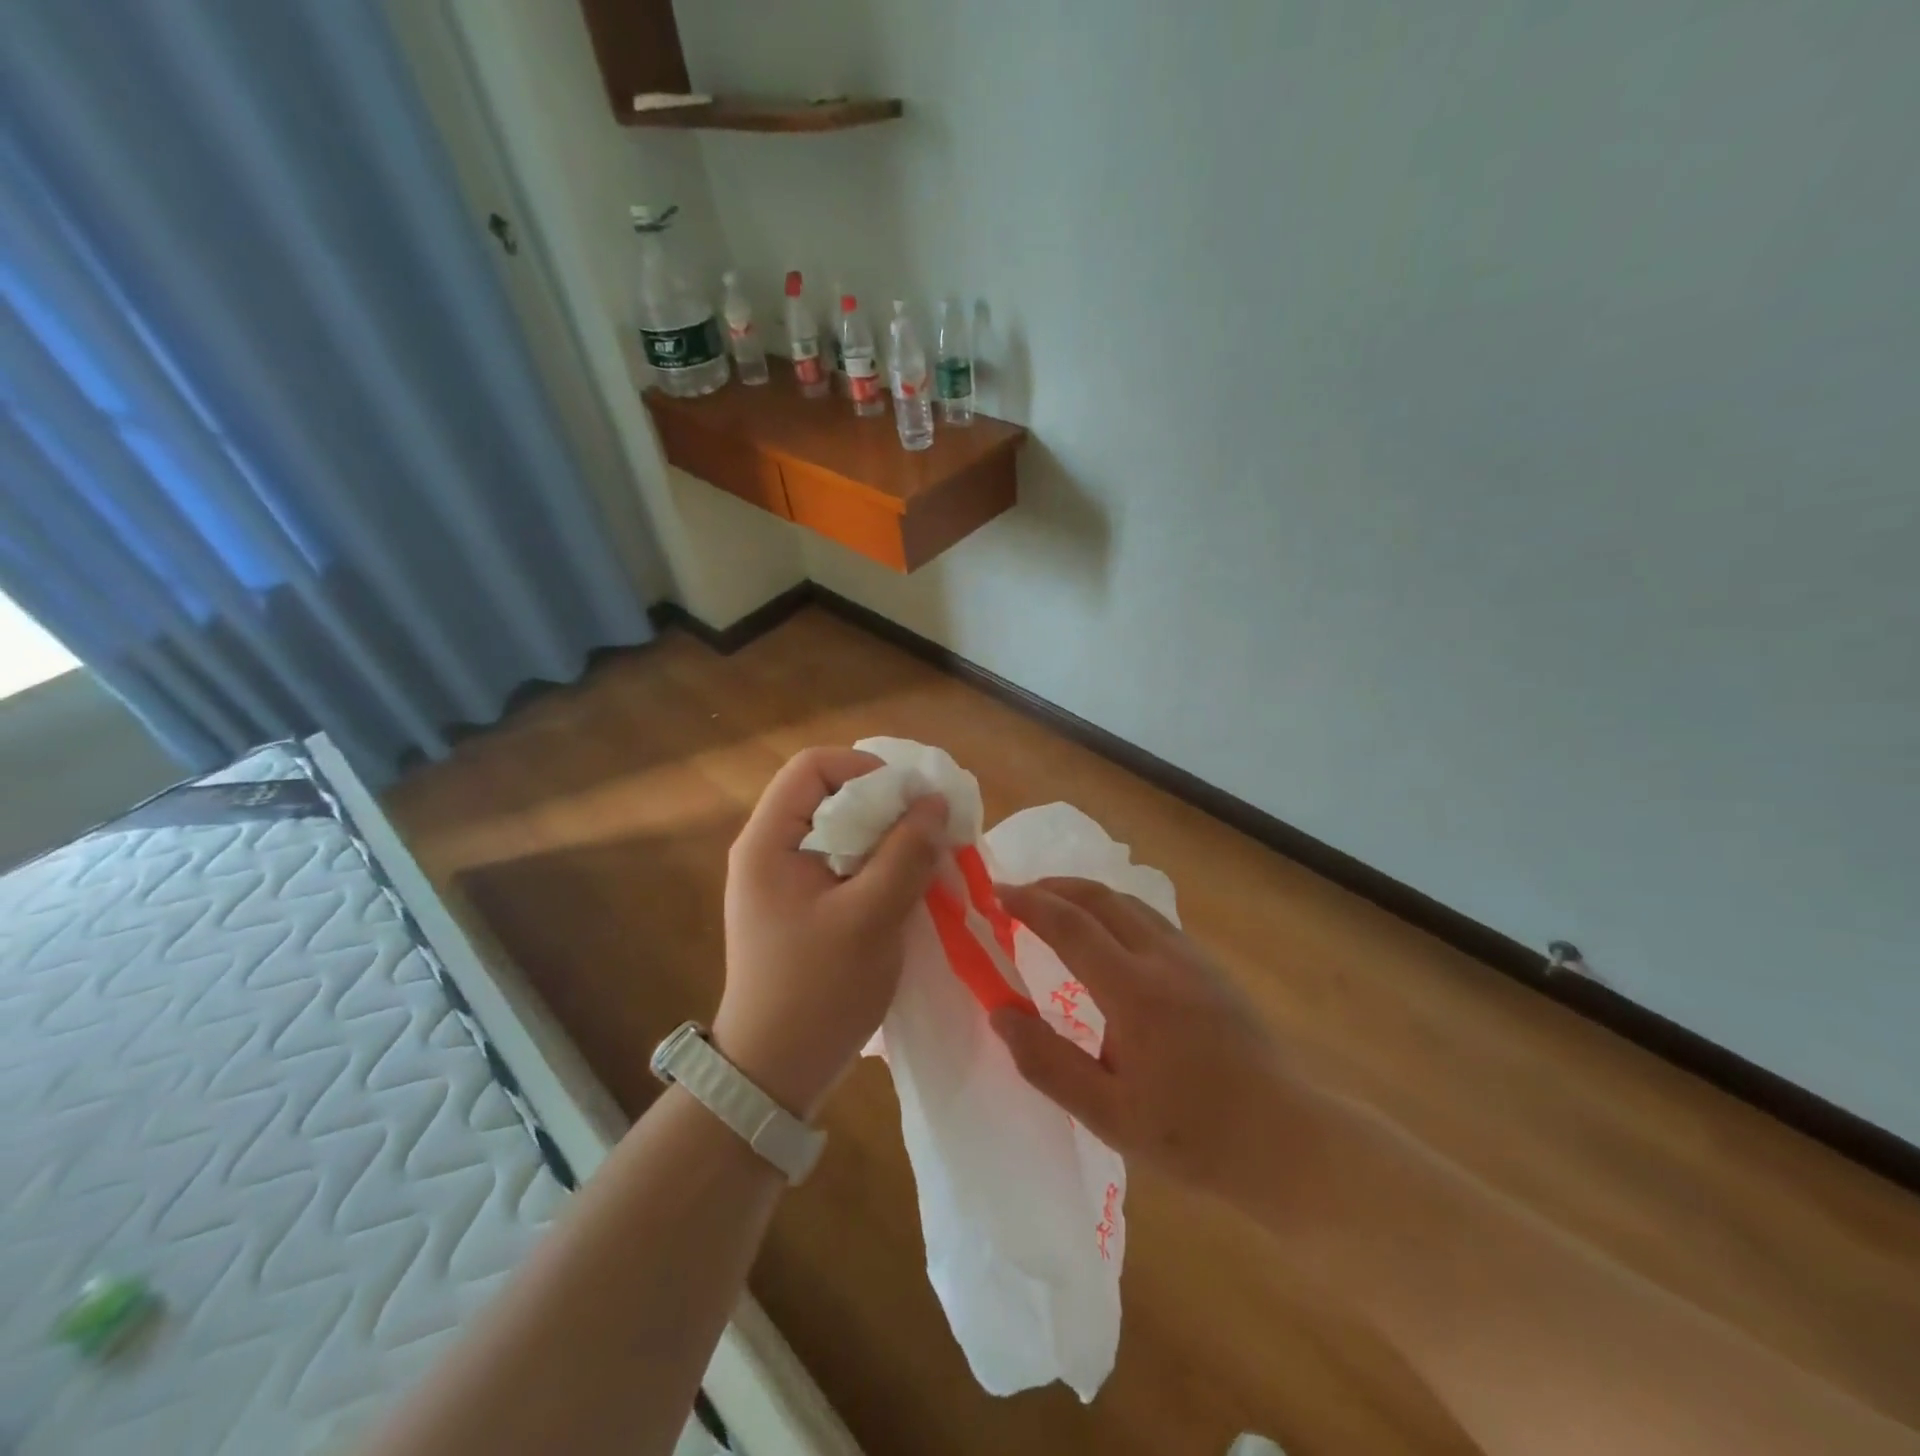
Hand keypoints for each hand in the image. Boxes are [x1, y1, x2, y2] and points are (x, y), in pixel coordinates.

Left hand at [715, 747, 946, 1119]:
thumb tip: (935, 802)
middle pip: (830, 795)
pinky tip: (907, 887)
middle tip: (928, 831)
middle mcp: (770, 850)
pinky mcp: (802, 905)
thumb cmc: (817, 991)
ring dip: (886, 838)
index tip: (911, 800)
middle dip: (884, 805)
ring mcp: (785, 880)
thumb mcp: (870, 918)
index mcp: (769, 841)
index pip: (813, 767)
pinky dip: (878, 865)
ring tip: (925, 859)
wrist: (775, 1071)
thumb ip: (905, 854)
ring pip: (842, 831)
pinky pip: (843, 863)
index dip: (865, 769)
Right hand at [989, 877, 1301, 1198]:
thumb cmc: (1193, 1134)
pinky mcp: (1210, 966)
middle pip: (1101, 897)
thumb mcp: (1109, 1114)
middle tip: (1018, 895)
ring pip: (1129, 902)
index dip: (1029, 904)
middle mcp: (1163, 958)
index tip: (996, 894)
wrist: (1287, 1139)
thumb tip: (1000, 1015)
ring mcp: (1192, 957)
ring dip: (1085, 894)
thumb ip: (1048, 1063)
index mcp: (1134, 991)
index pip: (1070, 925)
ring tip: (1054, 906)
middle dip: (1054, 886)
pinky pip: (1151, 918)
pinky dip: (1114, 909)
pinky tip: (1107, 935)